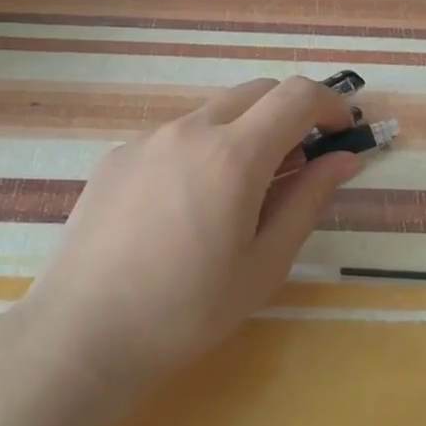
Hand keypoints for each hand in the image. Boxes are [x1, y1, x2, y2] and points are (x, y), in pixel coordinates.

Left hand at [19, 76, 364, 384]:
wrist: (83, 333)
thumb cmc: (188, 310)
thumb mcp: (265, 264)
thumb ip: (307, 201)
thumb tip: (342, 160)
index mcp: (233, 155)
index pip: (297, 96)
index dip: (330, 105)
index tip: (342, 133)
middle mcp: (189, 130)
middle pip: (257, 92)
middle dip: (290, 114)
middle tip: (299, 165)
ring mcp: (147, 139)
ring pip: (214, 113)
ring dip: (245, 133)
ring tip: (240, 195)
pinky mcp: (117, 156)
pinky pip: (176, 136)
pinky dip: (203, 150)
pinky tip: (187, 206)